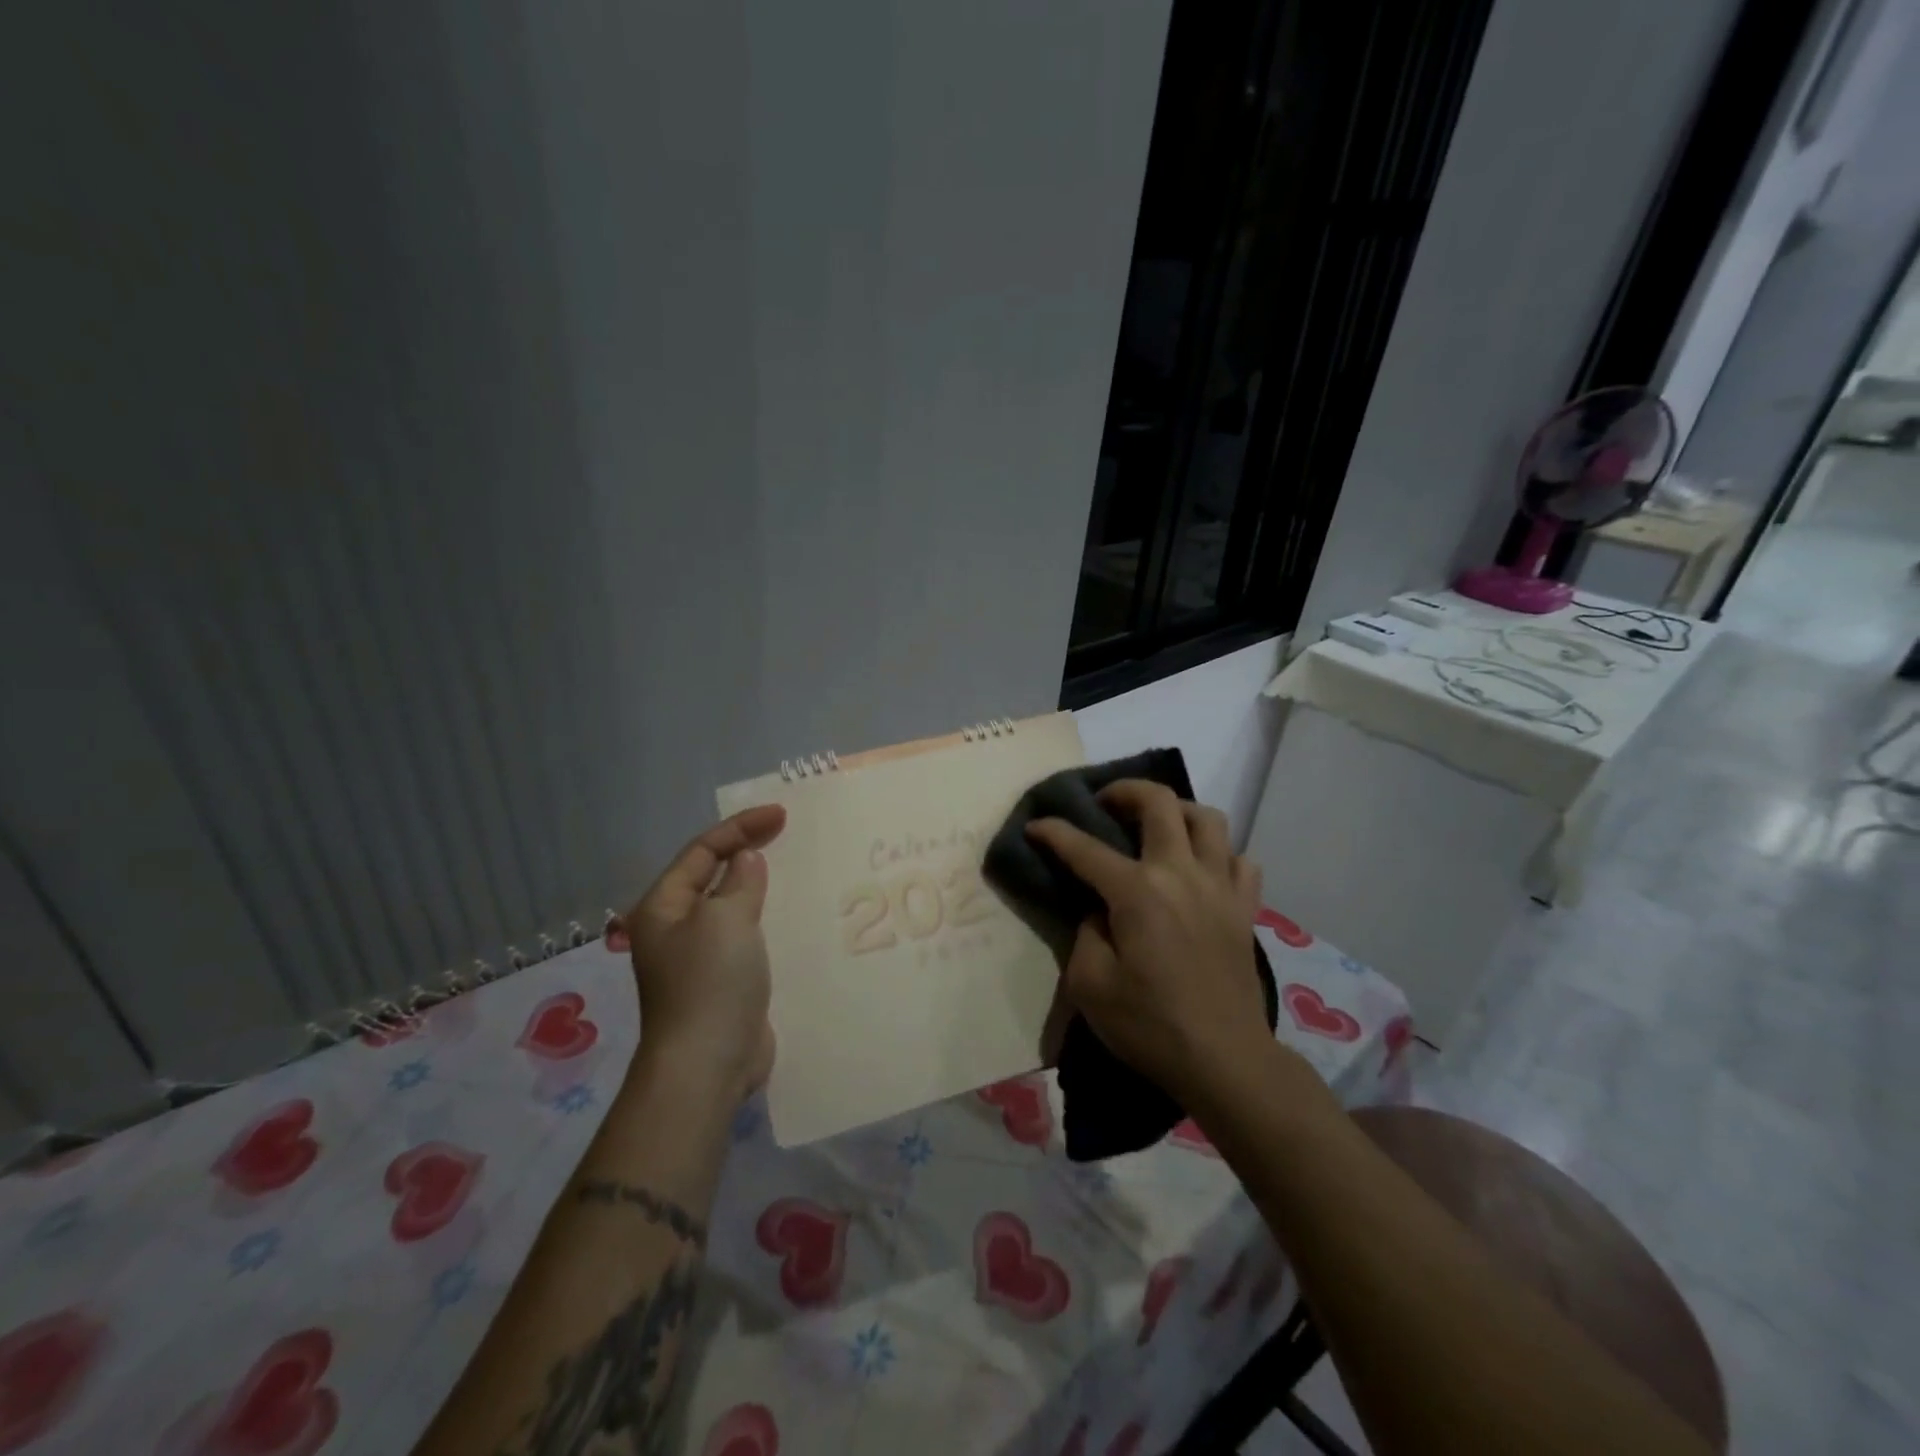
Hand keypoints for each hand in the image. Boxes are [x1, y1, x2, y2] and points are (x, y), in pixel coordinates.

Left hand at [612, 804, 787, 1103]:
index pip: (701, 851)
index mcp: (663, 906)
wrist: (708, 1063)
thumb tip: (745, 860)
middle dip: (746, 851)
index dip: (740, 827)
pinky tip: (789, 915)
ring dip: (757, 885)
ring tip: (792, 868)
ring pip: (730, 906)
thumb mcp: (726, 919)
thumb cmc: (710, 982)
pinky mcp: (722, 980)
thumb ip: (739, 882)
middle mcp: (675, 927)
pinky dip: (764, 918)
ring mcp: (698, 956)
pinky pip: (744, 935)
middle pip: (711, 875)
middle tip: (787, 833)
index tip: (781, 815)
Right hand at [1026, 781, 1266, 1102]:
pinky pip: (1239, 859)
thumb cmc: (1150, 1026)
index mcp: (1138, 892)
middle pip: (1160, 803)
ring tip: (1157, 825)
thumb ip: (1085, 933)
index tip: (1035, 825)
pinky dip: (1219, 853)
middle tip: (1105, 803)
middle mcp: (1181, 874)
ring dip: (1177, 810)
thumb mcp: (1091, 985)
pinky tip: (1201, 869)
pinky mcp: (1245, 908)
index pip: (1085, 848)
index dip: (1054, 832)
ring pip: (1208, 819)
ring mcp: (1220, 887)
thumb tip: (1098, 909)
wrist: (1225, 1061)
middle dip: (1125, 790)